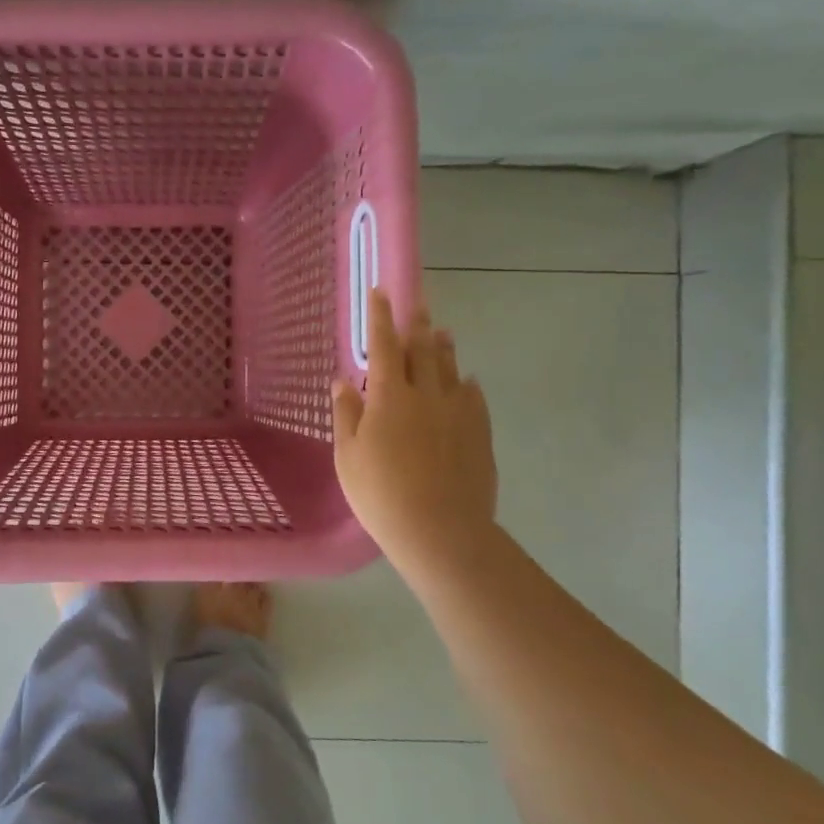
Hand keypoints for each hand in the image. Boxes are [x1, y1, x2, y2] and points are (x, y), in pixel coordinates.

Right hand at [332, 289, 498, 574]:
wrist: (440, 531)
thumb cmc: (381, 494)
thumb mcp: (348, 456)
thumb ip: (347, 414)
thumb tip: (343, 381)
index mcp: (390, 397)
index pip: (384, 346)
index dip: (381, 317)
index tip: (380, 292)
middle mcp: (427, 395)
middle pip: (423, 350)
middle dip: (417, 324)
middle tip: (417, 304)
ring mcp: (458, 413)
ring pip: (451, 369)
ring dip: (444, 347)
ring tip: (442, 332)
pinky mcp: (480, 434)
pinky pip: (474, 397)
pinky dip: (466, 383)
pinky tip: (466, 381)